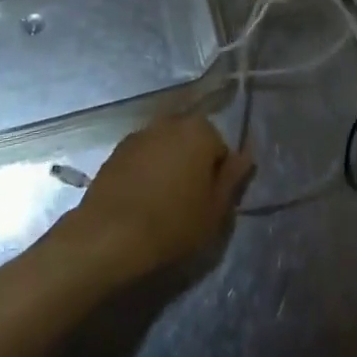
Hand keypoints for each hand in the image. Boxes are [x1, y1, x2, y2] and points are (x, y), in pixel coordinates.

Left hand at [57, 116, 250, 283]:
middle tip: (189, 205)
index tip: (209, 205)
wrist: (109, 234)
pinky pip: (142, 159)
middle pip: (191, 144)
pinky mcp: (116, 150)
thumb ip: (233, 178)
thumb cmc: (172, 224)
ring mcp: (140, 133)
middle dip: (193, 167)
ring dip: (168, 168)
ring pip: (166, 150)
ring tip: (162, 206)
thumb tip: (247, 154)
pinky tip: (140, 203)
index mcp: (200, 130)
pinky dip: (145, 174)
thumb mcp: (215, 210)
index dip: (218, 179)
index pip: (221, 150)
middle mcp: (170, 121)